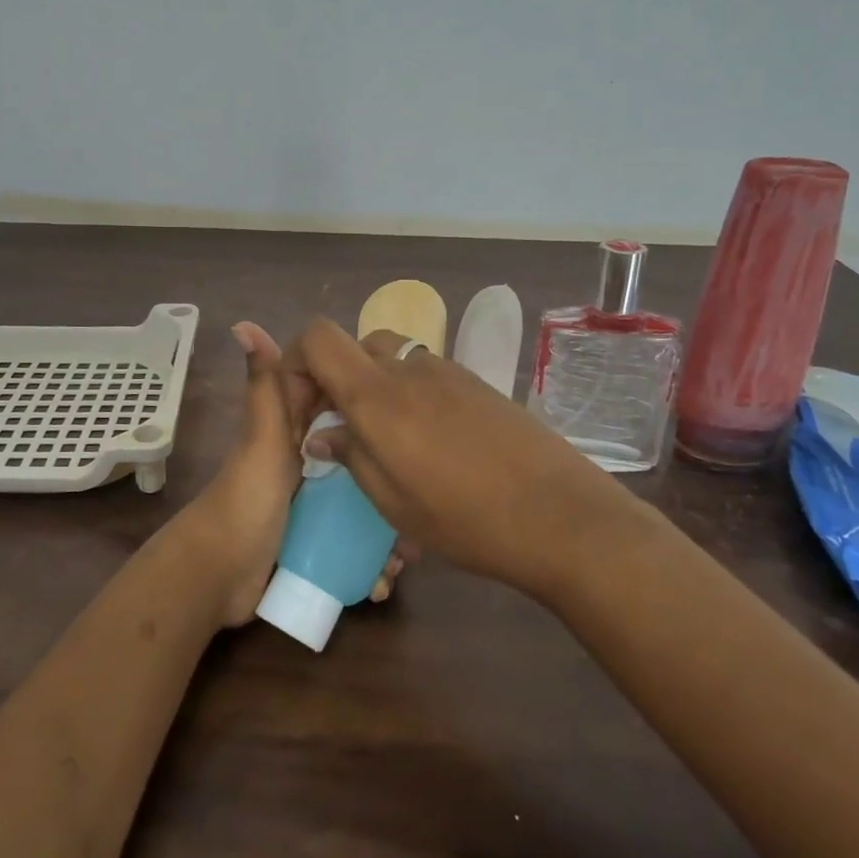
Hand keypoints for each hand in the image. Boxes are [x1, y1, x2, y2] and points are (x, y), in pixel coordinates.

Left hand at [175, 322, 410, 625]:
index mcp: (294, 431)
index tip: (413, 407)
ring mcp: (312, 505)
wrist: (217, 575)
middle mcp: (307, 463)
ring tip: (407, 555)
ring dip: (387, 531)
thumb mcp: (263, 438)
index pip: (341, 403)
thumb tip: (243, 324)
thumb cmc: (245, 499)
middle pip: (360, 458)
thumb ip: (264, 386)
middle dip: (390, 477)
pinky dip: (371, 563)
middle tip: (421, 500)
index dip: (373, 402)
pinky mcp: (315, 542)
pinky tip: (384, 581)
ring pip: (363, 506)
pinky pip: (353, 546)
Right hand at [286, 318, 613, 597]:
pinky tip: (432, 444)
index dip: (295, 361)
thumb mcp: (394, 503)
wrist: (563, 517)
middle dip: (336, 381)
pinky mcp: (478, 384)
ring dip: (375, 388)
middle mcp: (409, 368)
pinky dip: (410, 396)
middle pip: (355, 347)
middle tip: (342, 431)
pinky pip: (427, 375)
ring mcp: (448, 371)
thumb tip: (323, 434)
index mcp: (378, 395)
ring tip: (388, 441)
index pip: (318, 338)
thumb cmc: (467, 519)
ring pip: (392, 360)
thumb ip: (351, 456)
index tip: (301, 409)